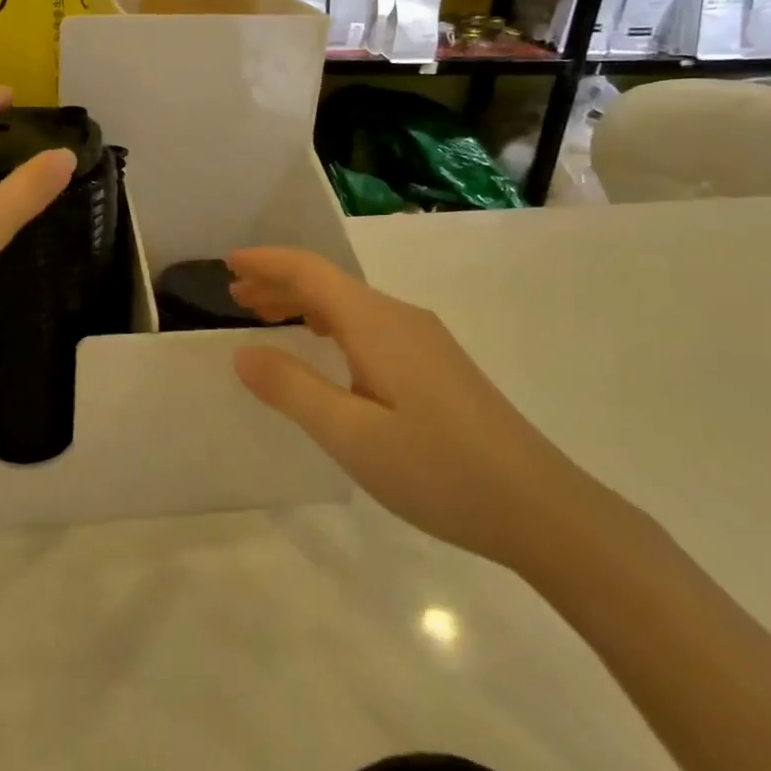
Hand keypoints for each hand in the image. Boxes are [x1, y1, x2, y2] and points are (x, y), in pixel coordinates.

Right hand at [228, 247, 604, 571]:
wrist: (542, 508)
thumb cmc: (438, 470)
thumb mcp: (350, 435)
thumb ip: (292, 389)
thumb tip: (243, 353)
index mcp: (376, 324)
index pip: (310, 272)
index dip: (267, 262)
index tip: (228, 263)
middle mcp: (400, 318)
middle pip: (329, 283)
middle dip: (279, 282)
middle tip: (236, 297)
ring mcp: (424, 340)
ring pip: (350, 304)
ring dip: (304, 303)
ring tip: (267, 319)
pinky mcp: (437, 364)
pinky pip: (369, 325)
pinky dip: (331, 323)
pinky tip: (327, 348)